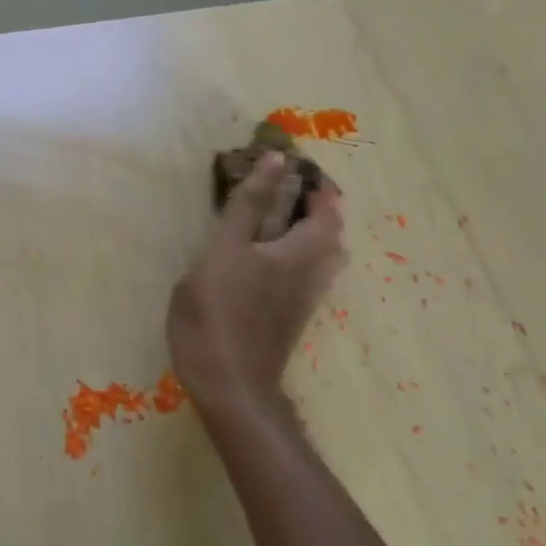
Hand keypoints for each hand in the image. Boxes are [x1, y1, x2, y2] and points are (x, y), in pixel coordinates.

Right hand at [167, 153, 345, 413]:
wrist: (230, 385)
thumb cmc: (215, 316)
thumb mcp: (220, 254)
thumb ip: (246, 209)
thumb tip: (275, 161)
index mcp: (288, 252)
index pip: (304, 205)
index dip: (298, 180)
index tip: (289, 161)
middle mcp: (306, 271)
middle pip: (330, 232)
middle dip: (319, 206)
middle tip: (294, 190)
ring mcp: (302, 298)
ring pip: (327, 255)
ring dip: (318, 230)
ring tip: (292, 220)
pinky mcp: (293, 317)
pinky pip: (313, 274)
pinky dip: (306, 254)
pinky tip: (282, 258)